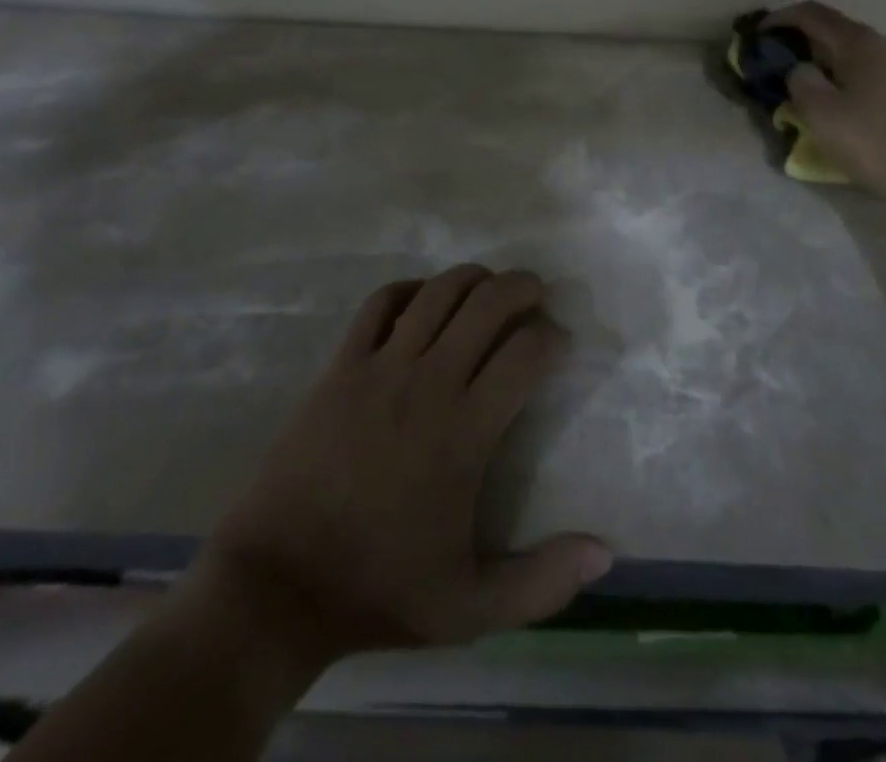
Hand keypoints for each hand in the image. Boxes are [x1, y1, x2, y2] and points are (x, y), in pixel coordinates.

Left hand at [196, 265, 612, 664]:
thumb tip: (606, 552)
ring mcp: (380, 367)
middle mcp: (429, 382)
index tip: (559, 343)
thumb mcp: (472, 607)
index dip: (552, 337)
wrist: (279, 584)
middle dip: (522, 287)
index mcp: (465, 430)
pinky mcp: (341, 365)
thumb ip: (544, 581)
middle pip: (487, 304)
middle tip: (537, 293)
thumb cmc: (380, 590)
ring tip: (489, 285)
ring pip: (438, 292)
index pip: (525, 353)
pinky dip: (409, 289)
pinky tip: (422, 298)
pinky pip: (380, 303)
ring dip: (472, 278)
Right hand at [766, 1, 885, 203]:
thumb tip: (801, 69)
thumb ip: (800, 83)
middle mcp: (884, 44)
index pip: (811, 13)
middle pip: (834, 30)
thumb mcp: (822, 115)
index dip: (780, 19)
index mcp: (858, 43)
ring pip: (854, 54)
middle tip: (778, 65)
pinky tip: (844, 106)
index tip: (757, 35)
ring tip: (808, 88)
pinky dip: (848, 78)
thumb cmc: (877, 143)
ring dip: (826, 62)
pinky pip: (871, 73)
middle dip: (801, 42)